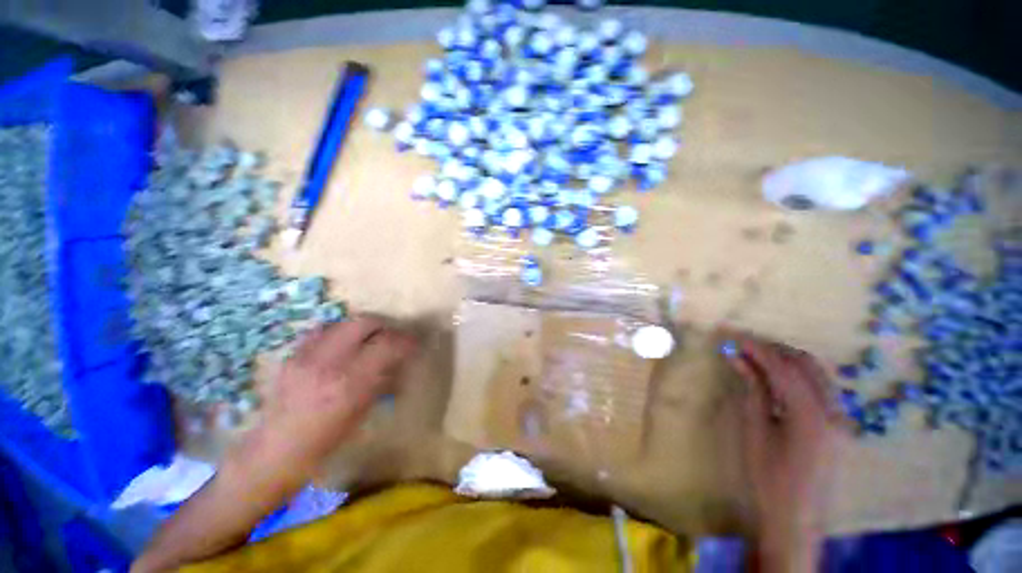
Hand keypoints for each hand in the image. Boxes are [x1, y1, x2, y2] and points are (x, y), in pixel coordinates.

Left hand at [133, 318, 417, 572]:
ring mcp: (306, 355)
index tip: (415, 342)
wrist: (272, 453)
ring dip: (363, 327)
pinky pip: (323, 330)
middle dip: (384, 325)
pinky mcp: (292, 355)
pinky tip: (343, 346)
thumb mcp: (362, 412)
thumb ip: (382, 379)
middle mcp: (327, 362)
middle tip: (393, 337)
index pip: (387, 343)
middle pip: (364, 322)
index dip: (405, 339)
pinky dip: (340, 333)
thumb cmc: (324, 442)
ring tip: (370, 340)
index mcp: (349, 383)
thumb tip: (400, 359)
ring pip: (344, 322)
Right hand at [722, 333, 844, 571]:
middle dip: (773, 349)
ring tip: (755, 358)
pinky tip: (775, 380)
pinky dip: (797, 376)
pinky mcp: (839, 426)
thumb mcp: (755, 430)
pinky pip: (820, 388)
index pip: (783, 367)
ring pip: (816, 373)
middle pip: (806, 364)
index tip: (732, 335)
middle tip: (742, 345)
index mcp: (812, 415)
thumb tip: (736, 358)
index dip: (756, 347)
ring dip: (786, 361)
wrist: (796, 519)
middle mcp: (834, 411)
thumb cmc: (769, 477)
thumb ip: (752, 389)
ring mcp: (841, 418)